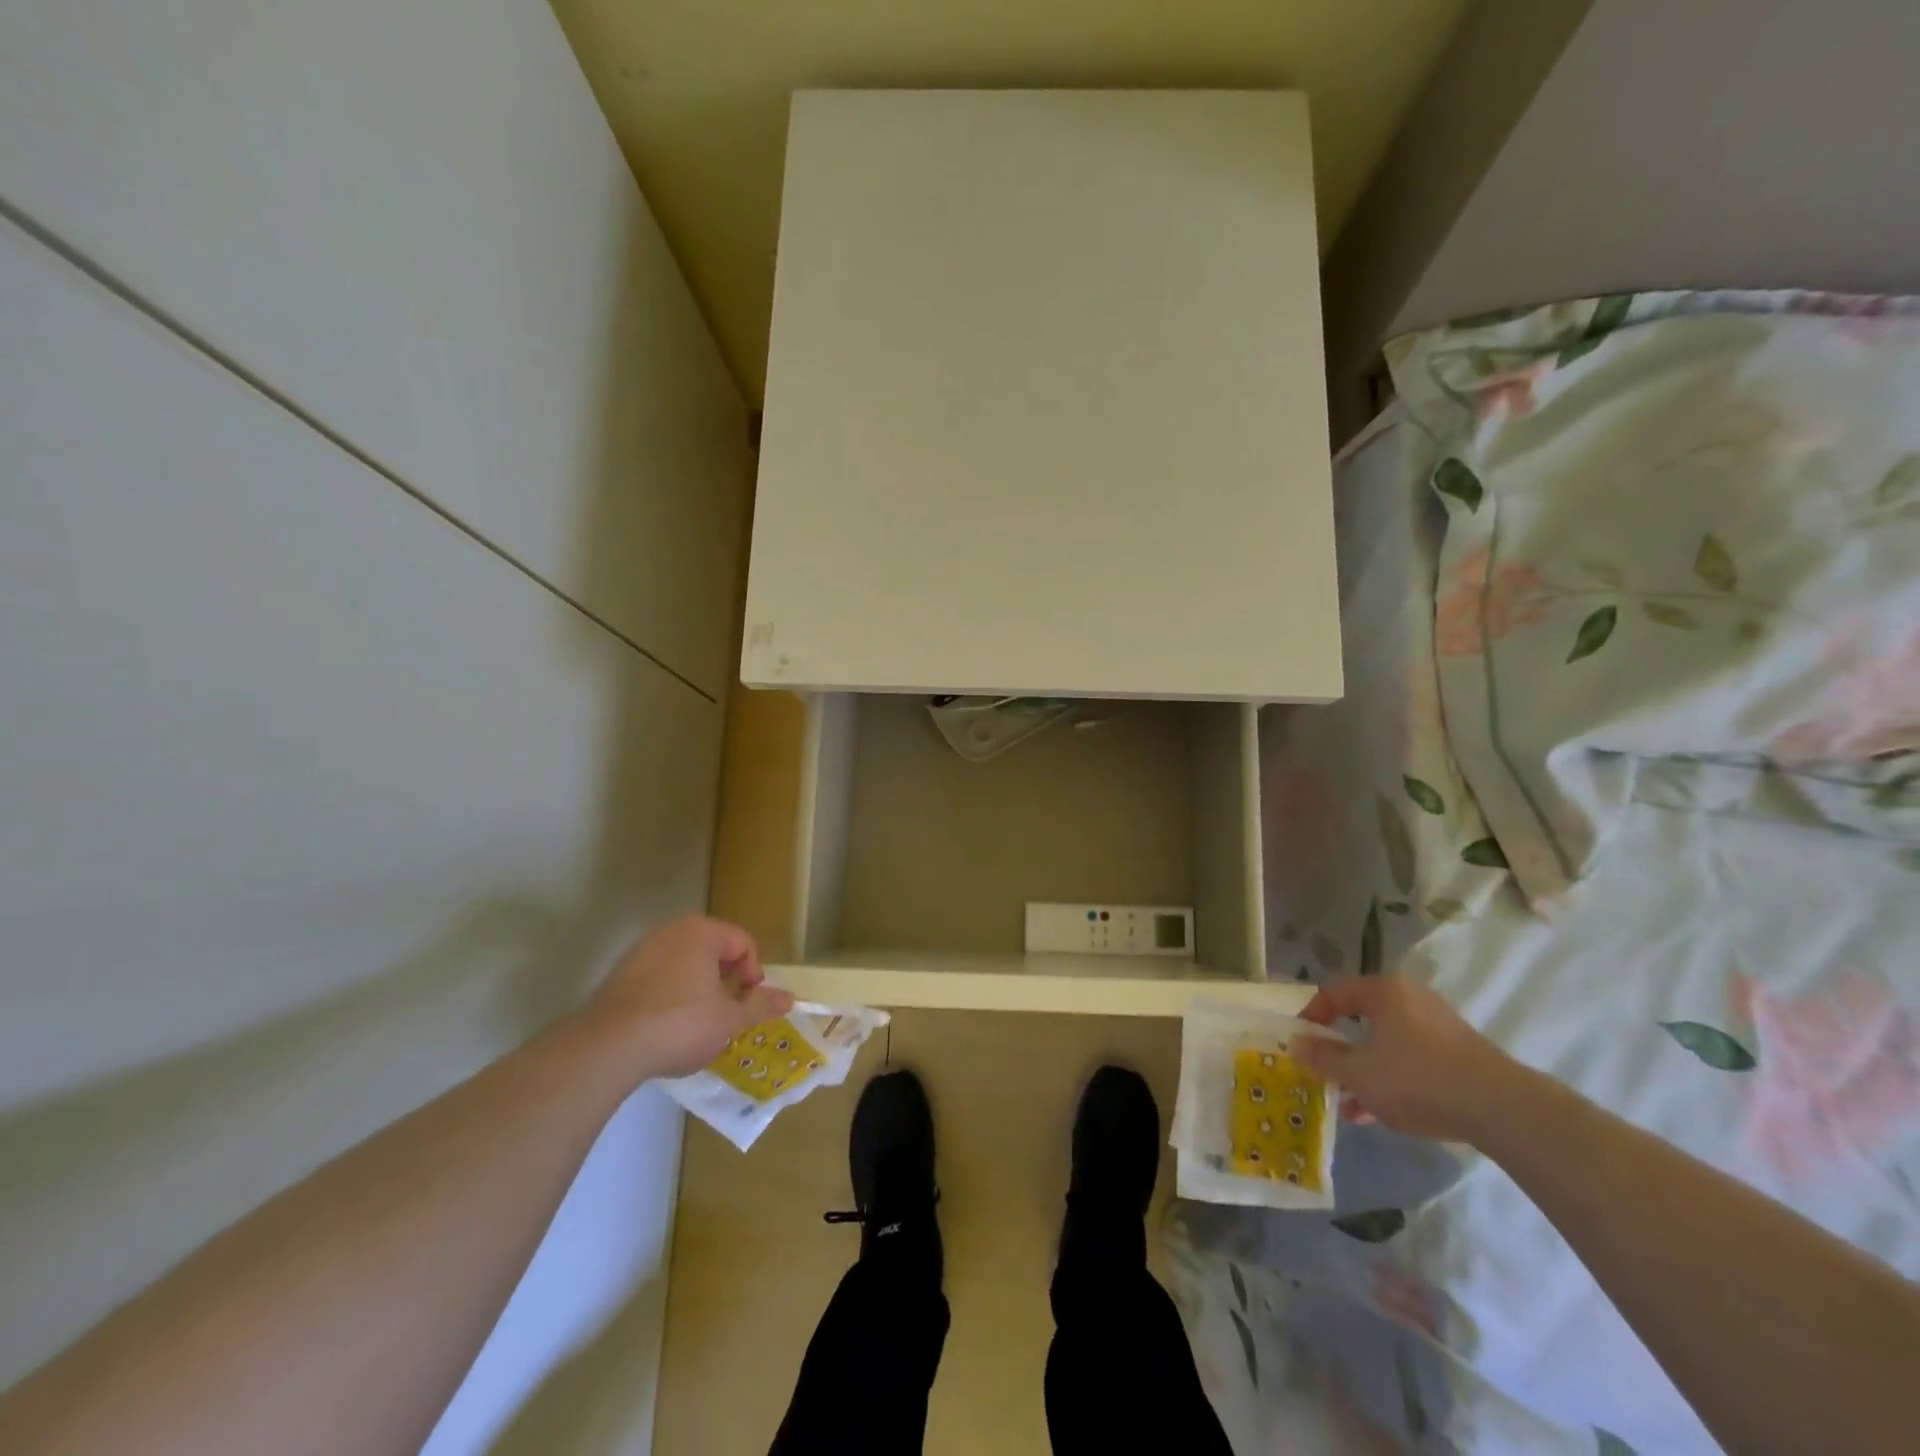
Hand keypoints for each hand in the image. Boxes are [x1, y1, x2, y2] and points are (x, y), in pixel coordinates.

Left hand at [584, 916, 793, 1081]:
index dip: (753, 974)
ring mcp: (641, 950)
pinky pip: (657, 977)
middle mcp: (671, 930)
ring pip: (684, 963)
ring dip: (697, 988)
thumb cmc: (681, 1023)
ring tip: (697, 1023)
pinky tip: (665, 1027)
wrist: (608, 1046)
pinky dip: (669, 995)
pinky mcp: (619, 974)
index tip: (747, 1003)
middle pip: (712, 950)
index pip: (743, 943)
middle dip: (724, 980)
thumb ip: (760, 1005)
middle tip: (726, 1013)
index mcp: (703, 932)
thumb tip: (790, 998)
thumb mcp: (729, 1019)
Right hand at [1289, 975, 1521, 1143]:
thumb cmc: (1417, 1079)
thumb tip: (1296, 1043)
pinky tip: (1380, 1113)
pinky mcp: (1459, 1054)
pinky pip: (1411, 1060)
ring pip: (1386, 1044)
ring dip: (1364, 1071)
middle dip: (1339, 1051)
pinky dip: (1392, 1079)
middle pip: (1361, 1020)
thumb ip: (1323, 1057)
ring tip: (1349, 1105)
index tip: (1300, 1046)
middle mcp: (1410, 998)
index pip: (1333, 993)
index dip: (1310, 1018)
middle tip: (1324, 1075)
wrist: (1502, 1109)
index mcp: (1383, 990)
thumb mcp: (1358, 1073)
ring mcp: (1438, 1026)